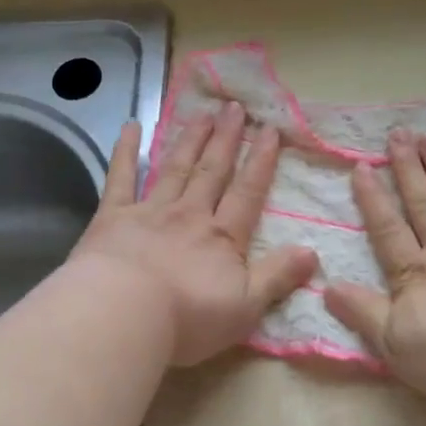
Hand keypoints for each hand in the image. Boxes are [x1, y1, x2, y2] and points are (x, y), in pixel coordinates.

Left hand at [74, 105, 318, 366]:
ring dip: (191, 139)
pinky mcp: (113, 217)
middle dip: (226, 139)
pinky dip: (125, 150)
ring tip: (203, 113)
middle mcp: (190, 215)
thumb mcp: (246, 305)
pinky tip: (131, 125)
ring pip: (176, 168)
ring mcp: (150, 211)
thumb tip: (312, 252)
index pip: (248, 193)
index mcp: (222, 238)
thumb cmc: (188, 318)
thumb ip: (278, 276)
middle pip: (212, 171)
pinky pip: (121, 177)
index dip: (261, 162)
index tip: (271, 131)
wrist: (124, 314)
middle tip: (236, 107)